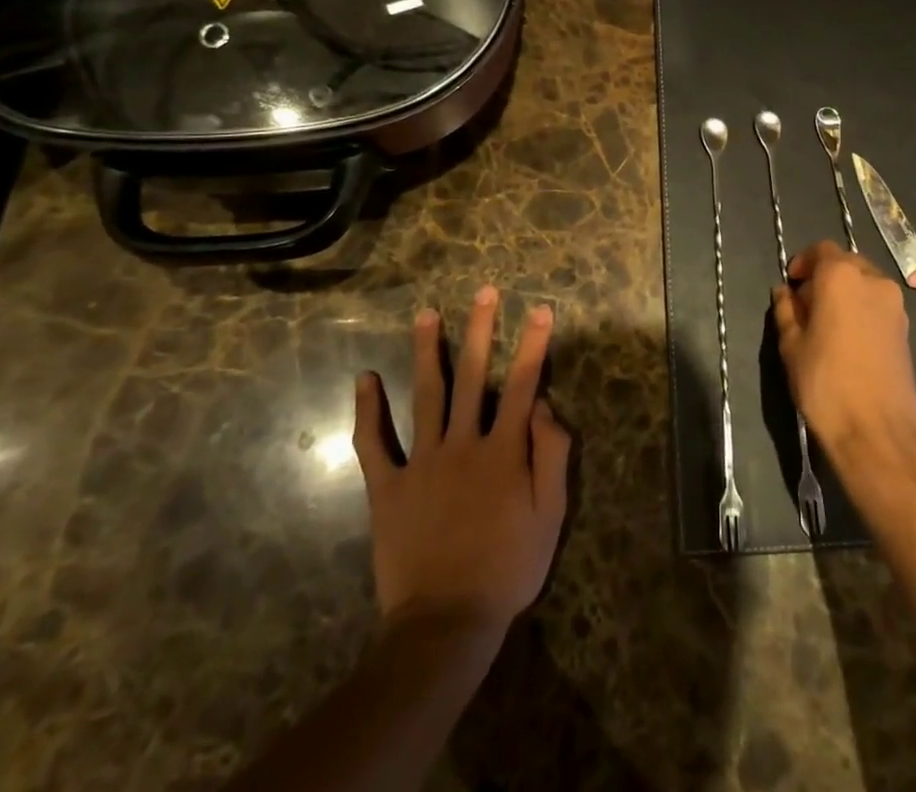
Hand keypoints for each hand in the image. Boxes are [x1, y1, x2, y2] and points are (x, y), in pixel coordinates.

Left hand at [353, 286, 570, 633]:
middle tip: (484, 292)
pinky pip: (373, 444)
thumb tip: (545, 406)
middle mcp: (463, 443)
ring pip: (426, 395)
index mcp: (503, 450)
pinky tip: (365, 379)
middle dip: (481, 330)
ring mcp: (421, 462)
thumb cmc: (507, 568)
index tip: (541, 309)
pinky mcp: (388, 487)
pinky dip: (367, 411)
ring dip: (428, 351)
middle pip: (474, 376)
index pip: (524, 385)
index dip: (534, 345)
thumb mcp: (549, 516)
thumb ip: (551, 456)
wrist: (446, 623)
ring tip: (426, 313)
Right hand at [772, 241, 915, 464]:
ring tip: (828, 322)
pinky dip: (862, 308)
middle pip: (846, 263)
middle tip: (806, 304)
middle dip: (825, 276)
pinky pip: (878, 304)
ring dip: (845, 292)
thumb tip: (785, 292)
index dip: (803, 262)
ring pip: (865, 282)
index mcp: (841, 276)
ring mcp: (895, 304)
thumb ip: (786, 311)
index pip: (821, 250)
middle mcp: (873, 280)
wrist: (877, 431)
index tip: (791, 285)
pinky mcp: (907, 328)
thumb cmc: (825, 383)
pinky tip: (849, 338)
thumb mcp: (792, 345)